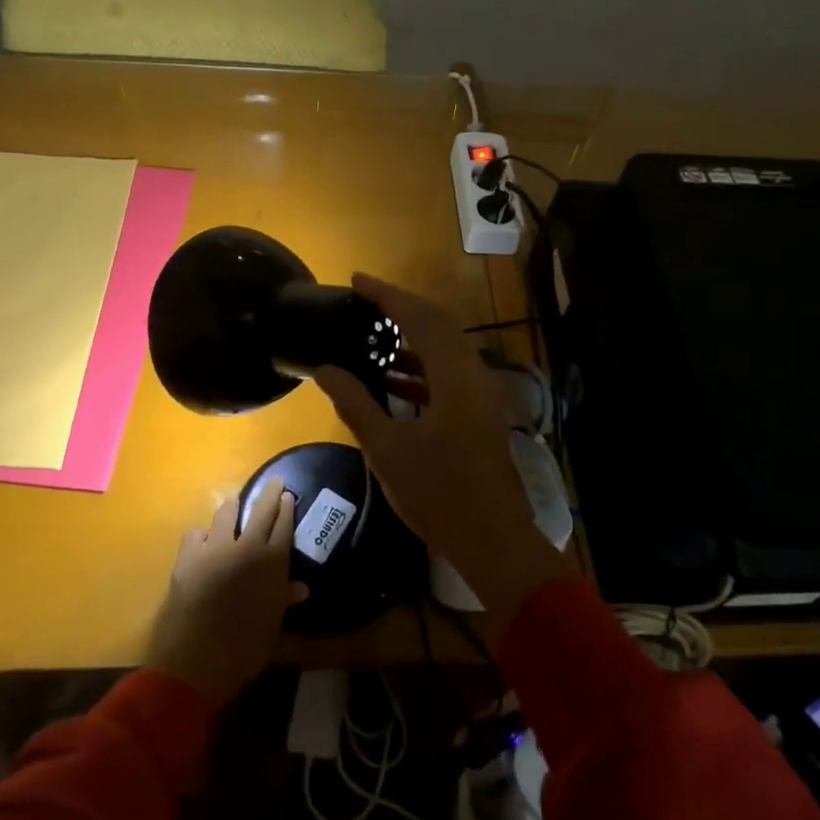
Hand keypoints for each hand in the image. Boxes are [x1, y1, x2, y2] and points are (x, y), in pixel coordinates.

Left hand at [147, 480, 308, 707]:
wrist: (197, 661)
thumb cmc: (244, 649)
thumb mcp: (272, 626)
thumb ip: (283, 600)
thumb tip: (301, 588)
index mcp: (273, 562)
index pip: (284, 524)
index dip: (287, 507)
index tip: (288, 495)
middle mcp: (247, 547)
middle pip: (261, 509)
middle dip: (269, 492)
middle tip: (274, 481)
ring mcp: (215, 548)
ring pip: (226, 513)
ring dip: (232, 508)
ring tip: (234, 506)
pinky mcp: (188, 555)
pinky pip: (197, 533)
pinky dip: (202, 535)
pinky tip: (203, 542)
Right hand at [315, 274, 567, 626]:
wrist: (493, 539)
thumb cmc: (438, 494)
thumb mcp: (387, 449)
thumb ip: (355, 403)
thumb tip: (325, 369)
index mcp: (456, 376)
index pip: (420, 318)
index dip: (388, 295)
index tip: (357, 280)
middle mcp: (474, 375)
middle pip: (438, 325)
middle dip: (401, 308)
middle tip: (364, 301)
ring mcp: (481, 395)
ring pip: (446, 349)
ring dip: (412, 338)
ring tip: (371, 335)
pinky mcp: (480, 413)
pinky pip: (449, 374)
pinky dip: (421, 368)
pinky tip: (392, 377)